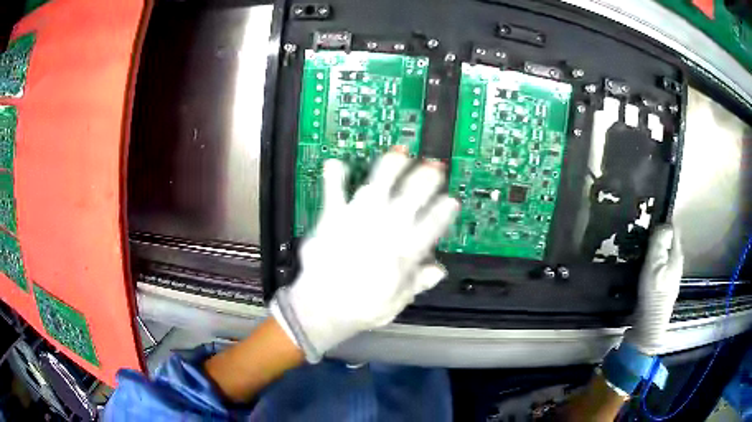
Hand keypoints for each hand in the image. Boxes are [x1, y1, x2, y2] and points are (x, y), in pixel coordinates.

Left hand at [271, 148, 459, 361]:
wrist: (322, 310)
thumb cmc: (361, 309)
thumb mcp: (397, 302)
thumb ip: (419, 283)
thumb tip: (439, 271)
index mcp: (404, 251)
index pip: (433, 224)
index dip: (444, 210)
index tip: (451, 201)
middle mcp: (385, 230)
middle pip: (411, 197)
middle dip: (425, 179)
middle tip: (434, 166)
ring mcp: (358, 220)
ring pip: (379, 186)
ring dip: (391, 167)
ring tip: (401, 153)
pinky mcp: (333, 219)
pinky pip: (334, 193)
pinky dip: (334, 177)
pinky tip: (335, 163)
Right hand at [624, 225, 683, 354]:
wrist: (649, 326)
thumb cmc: (652, 294)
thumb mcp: (654, 266)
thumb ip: (659, 244)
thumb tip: (665, 224)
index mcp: (676, 255)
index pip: (673, 229)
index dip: (663, 222)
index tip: (648, 219)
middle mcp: (676, 263)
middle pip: (668, 242)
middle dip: (658, 236)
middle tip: (641, 234)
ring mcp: (671, 276)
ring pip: (664, 255)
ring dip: (655, 250)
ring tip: (640, 248)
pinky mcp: (663, 286)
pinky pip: (660, 266)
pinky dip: (653, 262)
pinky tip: (643, 267)